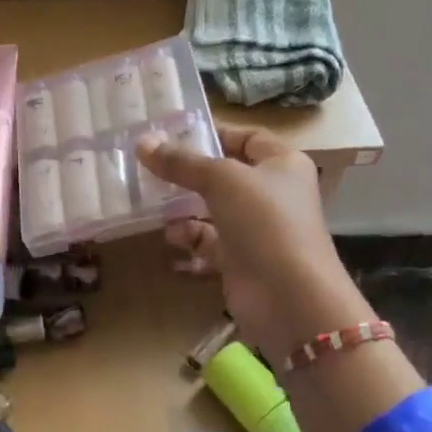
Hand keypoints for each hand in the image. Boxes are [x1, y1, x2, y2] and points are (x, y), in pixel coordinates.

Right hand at [137, 125, 373, 362]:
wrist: (289, 298)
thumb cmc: (264, 222)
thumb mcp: (222, 180)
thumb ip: (181, 162)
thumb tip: (142, 141)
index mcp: (282, 164)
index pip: (246, 137)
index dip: (213, 133)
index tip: (172, 134)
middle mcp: (272, 194)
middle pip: (225, 175)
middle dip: (189, 173)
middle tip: (148, 168)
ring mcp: (257, 229)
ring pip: (213, 210)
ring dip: (184, 208)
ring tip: (151, 205)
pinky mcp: (241, 261)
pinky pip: (210, 244)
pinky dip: (190, 240)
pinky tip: (169, 239)